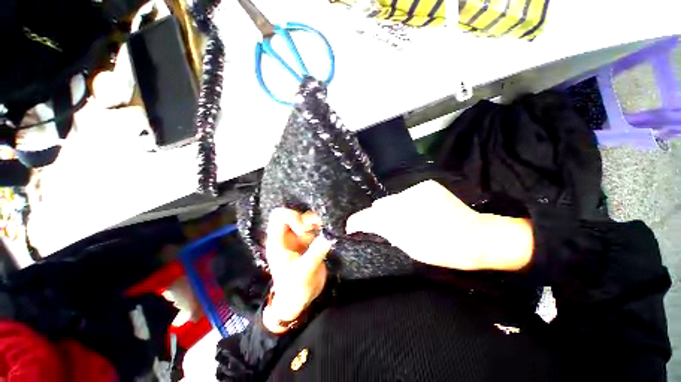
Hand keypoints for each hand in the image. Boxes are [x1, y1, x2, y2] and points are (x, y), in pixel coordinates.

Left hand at [263, 208, 332, 332]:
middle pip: (295, 213)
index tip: (304, 230)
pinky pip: (317, 227)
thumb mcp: (303, 273)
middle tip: (318, 229)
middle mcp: (288, 235)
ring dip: (318, 222)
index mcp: (278, 241)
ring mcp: (299, 237)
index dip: (292, 216)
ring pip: (307, 219)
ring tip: (326, 231)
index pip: (279, 216)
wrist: (299, 300)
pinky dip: (323, 227)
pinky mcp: (310, 241)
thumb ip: (315, 254)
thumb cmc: (295, 289)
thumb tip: (329, 236)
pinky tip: (329, 233)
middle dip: (308, 219)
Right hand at [346, 180, 533, 270]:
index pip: (374, 217)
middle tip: (383, 226)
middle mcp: (410, 200)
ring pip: (393, 198)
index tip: (350, 226)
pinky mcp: (427, 185)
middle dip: (378, 215)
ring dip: (393, 209)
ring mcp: (419, 189)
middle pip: (382, 205)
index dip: (359, 221)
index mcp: (408, 222)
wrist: (477, 237)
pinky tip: (415, 211)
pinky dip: (405, 203)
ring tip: (404, 219)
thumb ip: (388, 232)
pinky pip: (406, 194)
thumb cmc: (444, 250)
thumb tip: (370, 223)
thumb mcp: (411, 247)